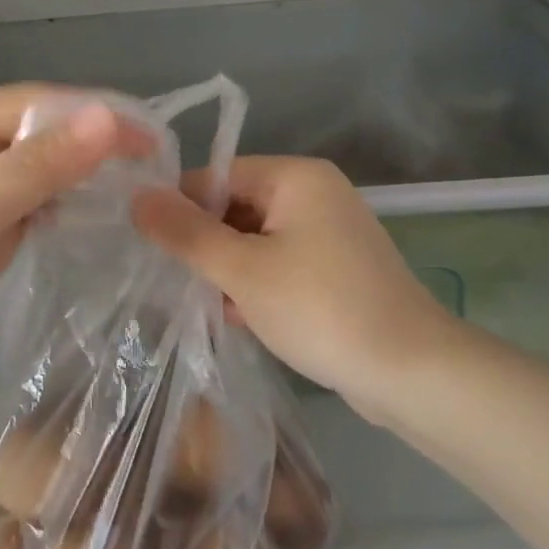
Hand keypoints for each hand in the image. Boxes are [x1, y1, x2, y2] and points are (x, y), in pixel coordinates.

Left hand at [0, 86, 149, 394]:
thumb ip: (37, 167)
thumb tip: (109, 119)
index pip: (36, 104)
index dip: (94, 114)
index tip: (152, 136)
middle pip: (46, 133)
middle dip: (98, 144)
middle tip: (159, 164)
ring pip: (49, 169)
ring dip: (91, 175)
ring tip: (146, 187)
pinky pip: (43, 204)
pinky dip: (75, 206)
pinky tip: (108, 214)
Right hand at [132, 157, 452, 404]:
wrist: (411, 372)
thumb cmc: (320, 308)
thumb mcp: (242, 270)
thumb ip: (186, 233)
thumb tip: (137, 198)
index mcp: (296, 176)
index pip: (217, 175)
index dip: (181, 208)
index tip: (151, 247)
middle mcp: (316, 193)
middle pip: (237, 206)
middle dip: (205, 244)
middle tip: (174, 282)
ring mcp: (330, 232)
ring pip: (256, 239)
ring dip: (228, 269)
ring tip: (201, 304)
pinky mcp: (337, 269)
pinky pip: (281, 263)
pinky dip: (256, 284)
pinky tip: (236, 317)